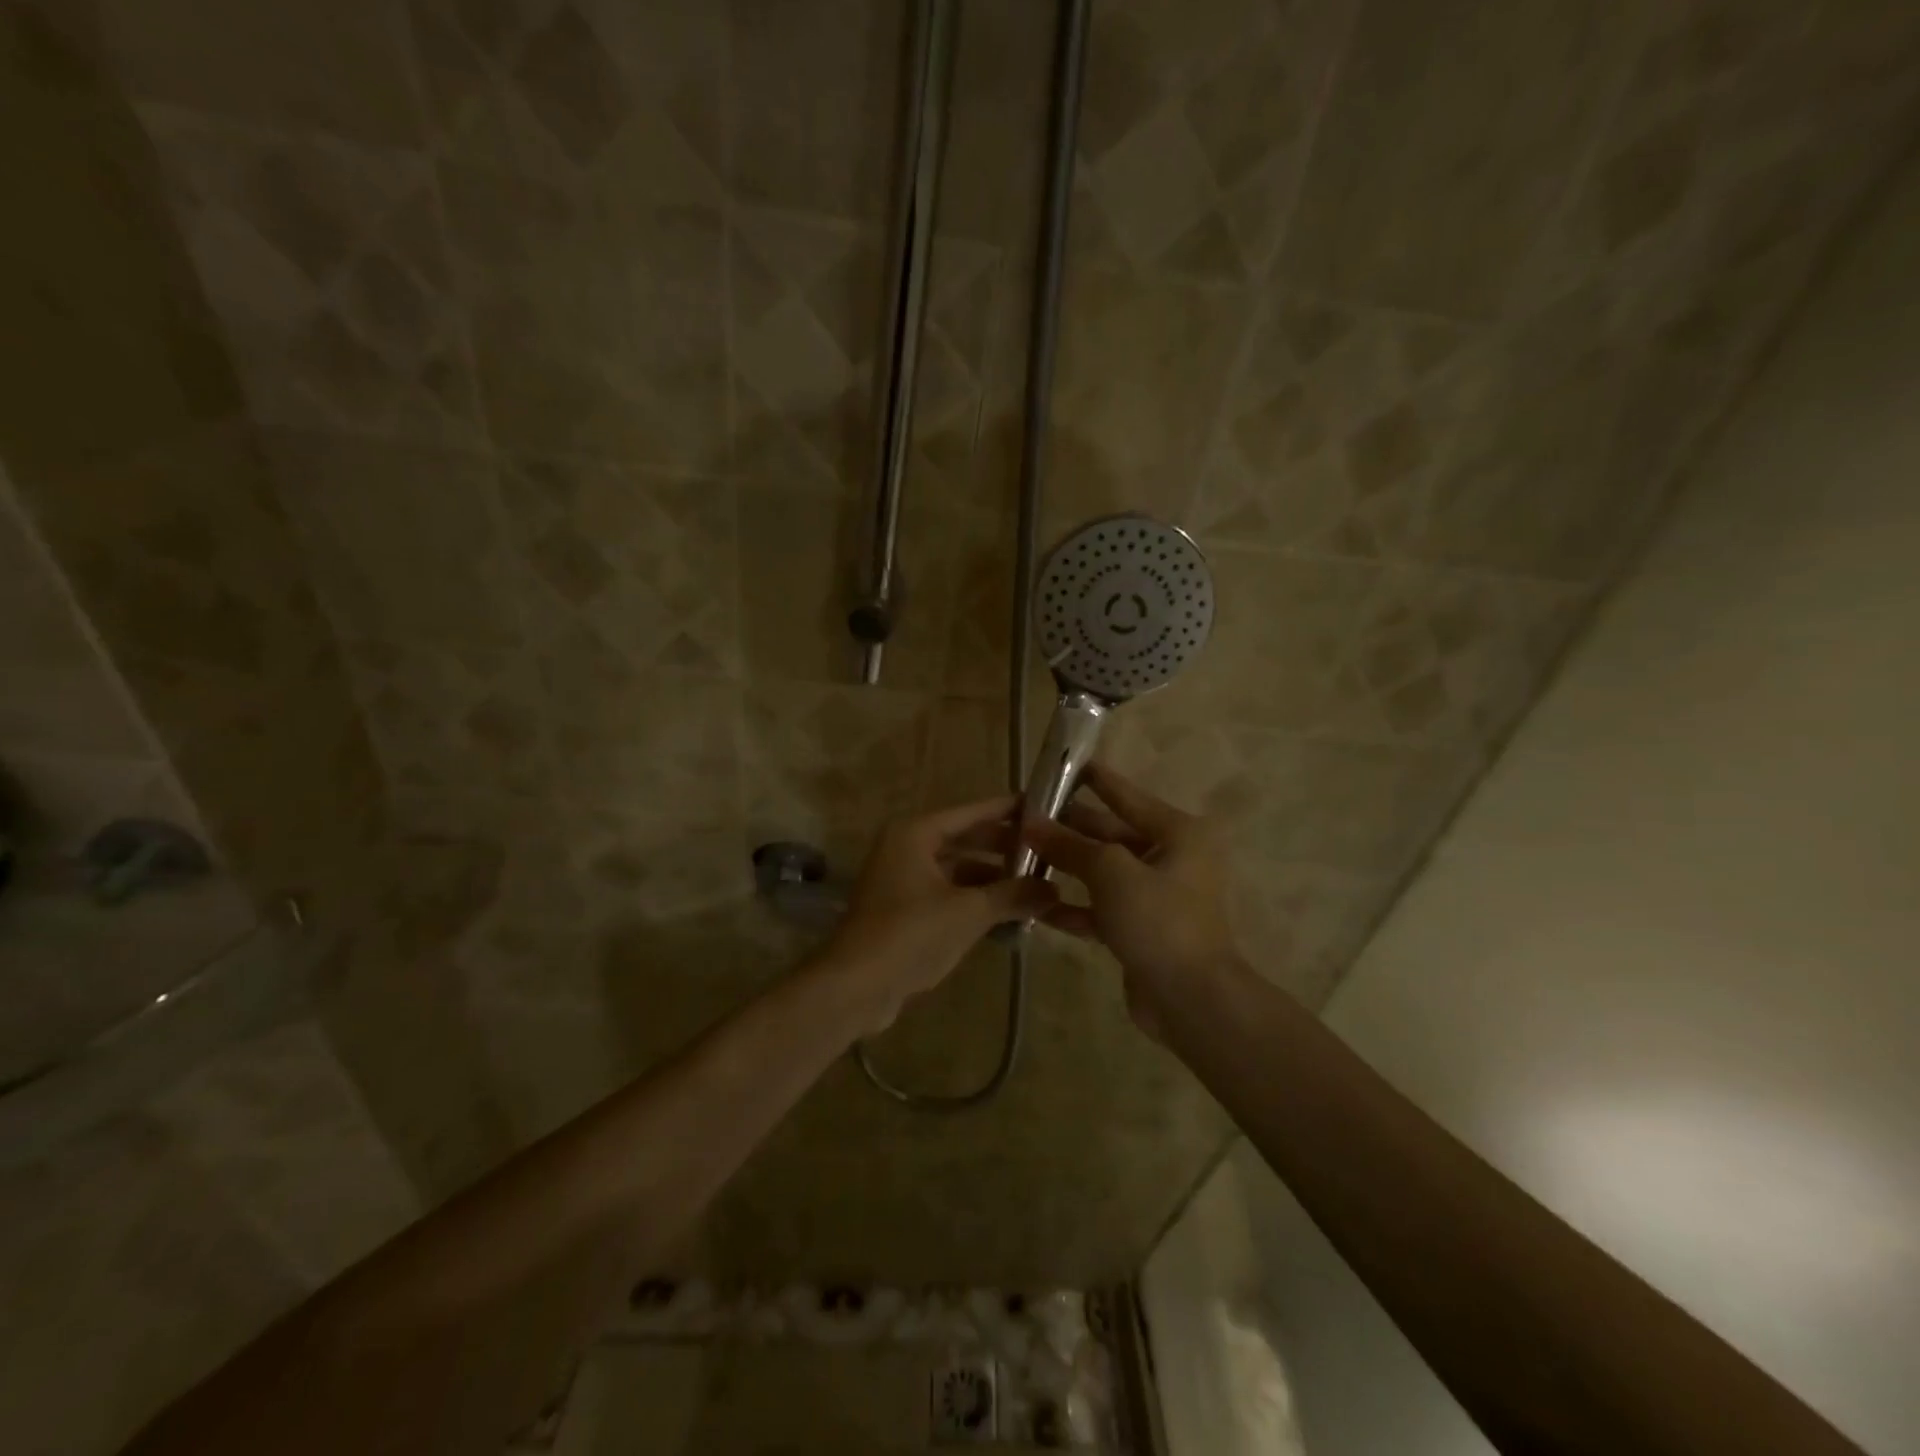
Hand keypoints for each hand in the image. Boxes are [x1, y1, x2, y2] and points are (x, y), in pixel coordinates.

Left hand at [823, 795, 1057, 1030]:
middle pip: (963, 840)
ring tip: (1034, 886)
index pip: (970, 813)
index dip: (1006, 811)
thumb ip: (1012, 895)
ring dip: (990, 879)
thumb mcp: (968, 912)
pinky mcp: (901, 911)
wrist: (855, 986)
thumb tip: (1053, 890)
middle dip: (1002, 848)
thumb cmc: (911, 934)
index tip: (1041, 806)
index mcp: (915, 834)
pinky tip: (1005, 914)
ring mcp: (900, 881)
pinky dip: (972, 901)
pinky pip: (945, 895)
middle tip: (1046, 850)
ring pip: (955, 870)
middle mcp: (905, 849)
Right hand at [1021, 763, 1237, 1037]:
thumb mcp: (1112, 873)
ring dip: (1065, 866)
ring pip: (1102, 872)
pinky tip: (1036, 905)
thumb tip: (1032, 823)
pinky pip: (1100, 908)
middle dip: (1068, 827)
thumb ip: (1070, 845)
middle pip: (1110, 834)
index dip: (1095, 779)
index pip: (1127, 796)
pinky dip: (1073, 906)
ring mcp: (1155, 896)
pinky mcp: (1140, 929)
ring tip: (1020, 854)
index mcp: (1177, 833)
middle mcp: (1170, 858)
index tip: (1066, 763)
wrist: (1192, 1000)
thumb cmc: (1160, 920)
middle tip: (1024, 816)